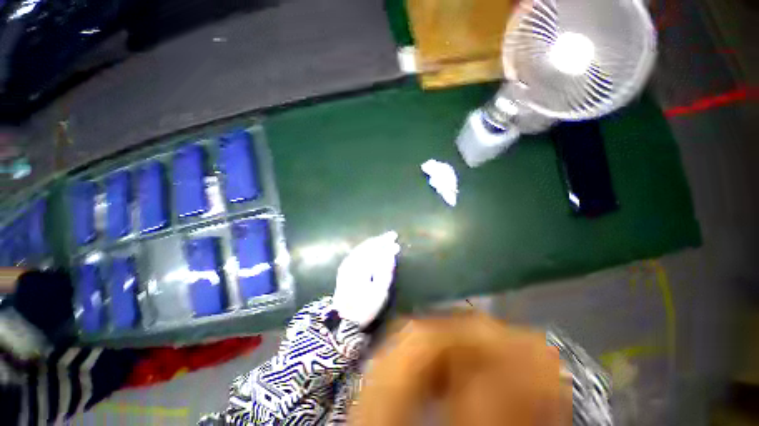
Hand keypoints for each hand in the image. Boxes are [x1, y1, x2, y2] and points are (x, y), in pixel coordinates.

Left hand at [332, 231, 399, 327]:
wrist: (342, 318)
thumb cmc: (364, 306)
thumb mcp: (380, 292)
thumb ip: (385, 271)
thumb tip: (390, 254)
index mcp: (361, 266)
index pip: (375, 249)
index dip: (386, 243)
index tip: (396, 239)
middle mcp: (352, 261)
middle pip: (368, 245)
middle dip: (380, 240)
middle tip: (392, 236)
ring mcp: (347, 264)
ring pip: (362, 247)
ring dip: (374, 242)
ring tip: (384, 239)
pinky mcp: (344, 267)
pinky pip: (357, 251)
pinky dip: (366, 247)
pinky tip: (371, 247)